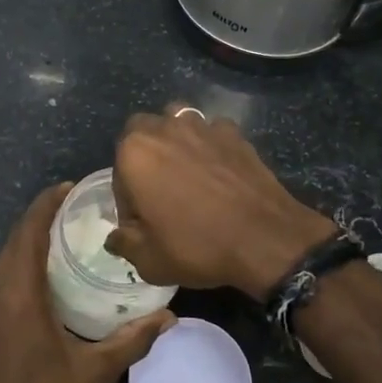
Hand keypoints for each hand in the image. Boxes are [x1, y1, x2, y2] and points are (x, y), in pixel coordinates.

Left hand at [0, 184, 173, 382]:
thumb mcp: (93, 372)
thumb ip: (131, 340)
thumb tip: (170, 318)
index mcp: (19, 292)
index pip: (30, 230)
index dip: (48, 203)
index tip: (72, 186)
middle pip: (17, 237)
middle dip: (43, 216)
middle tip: (80, 207)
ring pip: (7, 256)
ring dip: (32, 238)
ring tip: (68, 233)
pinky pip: (3, 275)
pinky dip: (24, 260)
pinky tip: (49, 273)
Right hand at [107, 107, 334, 300]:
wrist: (264, 238)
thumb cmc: (197, 246)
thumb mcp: (148, 260)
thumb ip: (124, 243)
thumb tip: (116, 237)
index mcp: (135, 153)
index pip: (118, 175)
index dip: (128, 201)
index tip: (143, 224)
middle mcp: (164, 128)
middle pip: (142, 133)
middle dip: (144, 157)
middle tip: (159, 192)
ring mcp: (203, 126)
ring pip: (176, 122)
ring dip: (174, 141)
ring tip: (186, 173)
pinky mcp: (234, 133)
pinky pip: (212, 132)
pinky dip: (210, 146)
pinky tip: (219, 171)